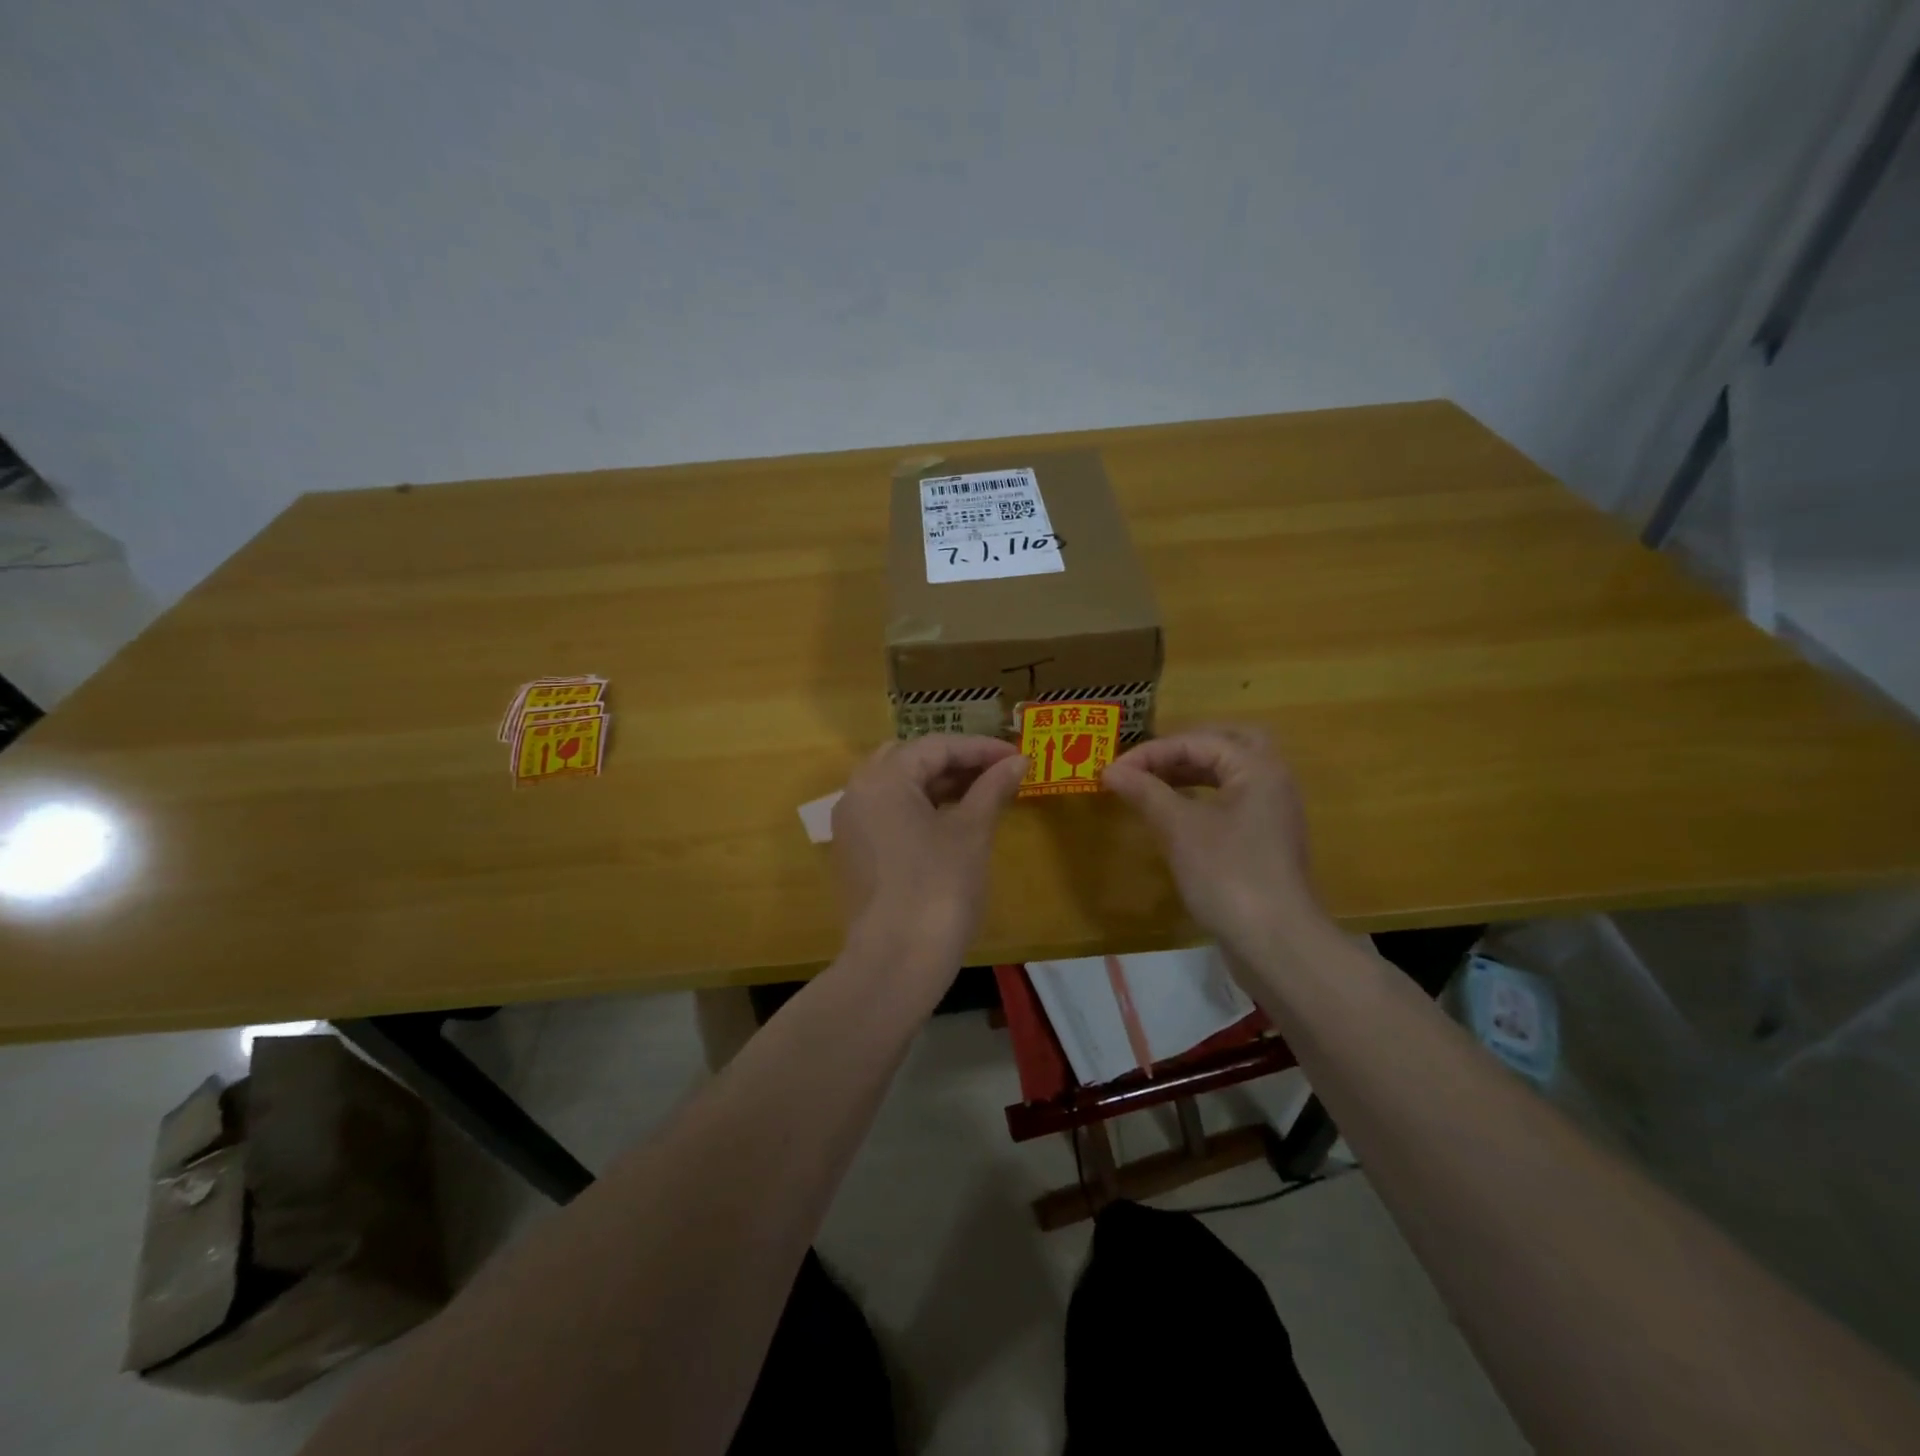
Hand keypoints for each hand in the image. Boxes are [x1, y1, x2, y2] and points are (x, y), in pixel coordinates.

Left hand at [831, 734, 1027, 968]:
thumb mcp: (971, 832)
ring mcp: (851, 825)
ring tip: (981, 794)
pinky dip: (920, 809)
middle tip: (996, 772)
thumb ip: (992, 788)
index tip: (1016, 756)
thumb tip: (1018, 761)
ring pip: (897, 788)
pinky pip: (888, 814)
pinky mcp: (855, 854)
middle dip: (955, 762)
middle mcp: (857, 793)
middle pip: (910, 761)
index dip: (980, 748)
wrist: (896, 961)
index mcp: (882, 779)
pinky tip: (952, 822)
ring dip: (938, 785)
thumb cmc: (939, 888)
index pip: (935, 747)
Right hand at [1102, 725, 1329, 956]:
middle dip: (1186, 749)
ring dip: (1193, 773)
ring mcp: (1271, 814)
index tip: (1113, 770)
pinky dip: (1202, 798)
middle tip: (1150, 761)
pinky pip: (1232, 802)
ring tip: (1153, 784)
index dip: (1152, 752)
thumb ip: (1145, 792)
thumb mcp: (1180, 829)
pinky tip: (1175, 815)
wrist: (1275, 943)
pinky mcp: (1265, 842)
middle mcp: (1272, 782)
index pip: (1199, 741)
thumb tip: (1110, 770)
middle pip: (1228, 745)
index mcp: (1257, 768)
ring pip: (1231, 775)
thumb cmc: (1228, 874)